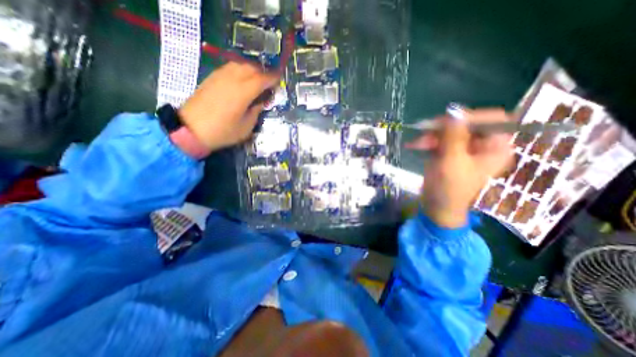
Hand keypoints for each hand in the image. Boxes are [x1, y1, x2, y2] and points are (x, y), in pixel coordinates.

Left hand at [177, 61, 278, 153]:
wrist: (190, 129)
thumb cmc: (222, 132)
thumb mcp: (246, 128)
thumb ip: (255, 112)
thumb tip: (260, 102)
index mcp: (242, 93)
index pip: (262, 79)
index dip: (273, 79)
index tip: (279, 80)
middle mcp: (232, 80)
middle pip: (252, 68)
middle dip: (264, 73)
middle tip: (270, 83)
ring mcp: (220, 77)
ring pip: (240, 65)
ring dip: (252, 70)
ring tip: (257, 80)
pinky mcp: (211, 78)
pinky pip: (230, 68)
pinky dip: (240, 70)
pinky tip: (242, 80)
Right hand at [407, 107, 509, 228]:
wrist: (436, 206)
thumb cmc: (449, 188)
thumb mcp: (452, 162)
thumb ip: (454, 136)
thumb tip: (454, 111)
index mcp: (495, 148)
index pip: (493, 119)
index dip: (471, 117)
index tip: (447, 123)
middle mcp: (482, 145)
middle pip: (467, 124)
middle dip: (444, 128)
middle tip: (425, 132)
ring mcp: (464, 148)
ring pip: (449, 131)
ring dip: (431, 135)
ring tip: (417, 144)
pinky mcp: (449, 152)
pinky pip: (439, 139)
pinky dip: (427, 141)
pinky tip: (415, 146)